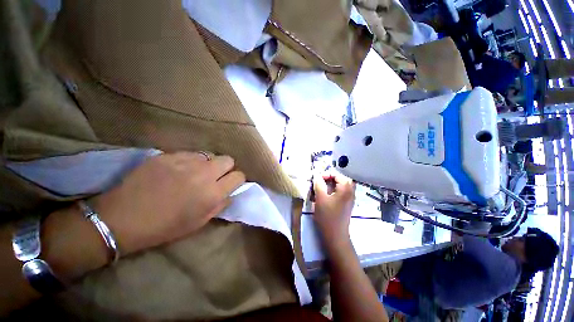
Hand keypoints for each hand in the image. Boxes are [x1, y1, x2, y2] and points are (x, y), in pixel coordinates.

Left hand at [91, 152, 244, 255]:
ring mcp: (185, 162)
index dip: (237, 179)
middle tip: (215, 176)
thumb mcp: (199, 222)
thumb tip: (230, 193)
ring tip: (196, 172)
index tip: (230, 183)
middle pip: (228, 159)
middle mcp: (204, 174)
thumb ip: (220, 204)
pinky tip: (178, 169)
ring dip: (208, 164)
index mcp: (212, 193)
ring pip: (210, 154)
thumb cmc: (164, 227)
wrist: (122, 219)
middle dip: (226, 168)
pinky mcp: (168, 155)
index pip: (238, 176)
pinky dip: (191, 161)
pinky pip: (190, 153)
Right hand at [313, 173, 355, 240]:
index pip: (338, 174)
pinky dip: (334, 190)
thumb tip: (316, 175)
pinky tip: (326, 195)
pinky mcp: (347, 204)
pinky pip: (342, 192)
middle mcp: (351, 191)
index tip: (318, 179)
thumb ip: (318, 184)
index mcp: (346, 188)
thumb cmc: (327, 216)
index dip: (327, 174)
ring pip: (342, 185)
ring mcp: (350, 198)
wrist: (335, 236)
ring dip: (332, 184)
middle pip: (341, 179)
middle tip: (321, 182)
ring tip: (323, 188)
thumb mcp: (320, 198)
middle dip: (330, 178)